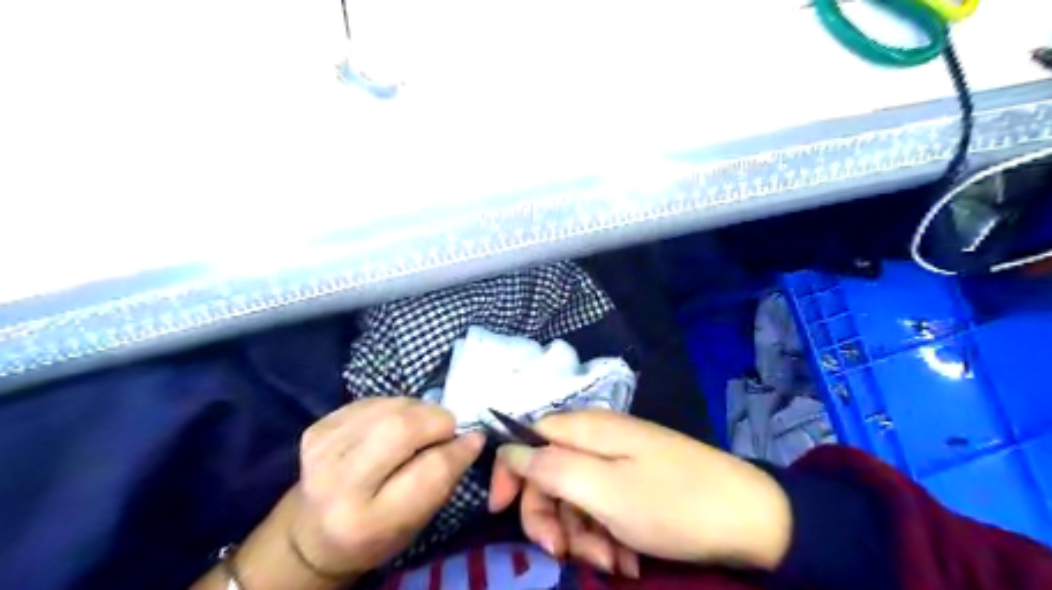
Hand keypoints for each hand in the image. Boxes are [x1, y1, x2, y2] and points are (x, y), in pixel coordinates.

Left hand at [289, 399, 481, 577]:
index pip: (430, 471)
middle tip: (447, 427)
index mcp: (368, 521)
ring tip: (422, 425)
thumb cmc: (375, 534)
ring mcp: (322, 452)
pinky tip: (394, 423)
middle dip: (437, 420)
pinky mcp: (317, 430)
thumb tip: (471, 436)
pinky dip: (395, 406)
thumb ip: (444, 479)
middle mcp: (339, 485)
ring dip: (418, 410)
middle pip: (402, 428)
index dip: (459, 449)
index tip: (474, 439)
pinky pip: (373, 401)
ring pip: (390, 407)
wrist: (311, 532)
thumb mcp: (416, 522)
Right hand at [489, 410, 792, 570]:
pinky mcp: (636, 483)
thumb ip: (551, 468)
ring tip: (613, 562)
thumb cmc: (672, 503)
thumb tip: (509, 451)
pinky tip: (627, 559)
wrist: (750, 518)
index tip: (502, 512)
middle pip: (549, 473)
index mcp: (587, 430)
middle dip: (551, 517)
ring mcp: (619, 462)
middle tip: (563, 555)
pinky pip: (604, 507)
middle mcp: (598, 439)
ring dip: (583, 535)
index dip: (511, 472)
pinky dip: (607, 535)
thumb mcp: (605, 490)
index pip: (528, 437)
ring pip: (576, 497)